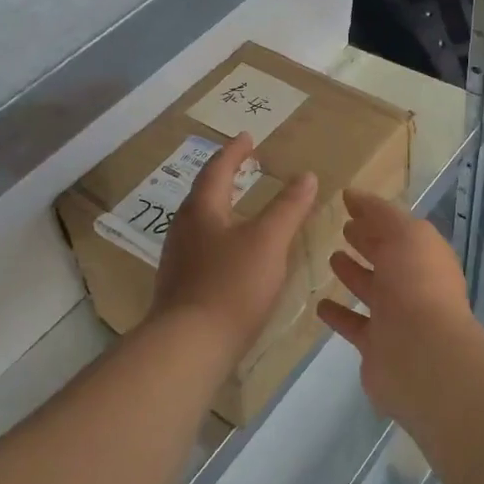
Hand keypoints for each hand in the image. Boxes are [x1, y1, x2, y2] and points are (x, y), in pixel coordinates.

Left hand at [150, 133, 316, 360]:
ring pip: (201, 223)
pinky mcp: (181, 286)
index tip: (247, 138)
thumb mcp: (268, 241)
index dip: (235, 152)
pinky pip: (202, 248)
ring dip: (222, 208)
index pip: (217, 170)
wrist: (189, 345)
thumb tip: (305, 175)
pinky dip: (221, 237)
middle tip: (244, 167)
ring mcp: (178, 259)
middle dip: (225, 177)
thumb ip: (288, 207)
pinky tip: (234, 255)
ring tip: (241, 207)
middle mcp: (183, 229)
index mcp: (202, 210)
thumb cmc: (231, 285)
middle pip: (204, 194)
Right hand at [316, 189, 479, 417]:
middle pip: (387, 258)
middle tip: (342, 229)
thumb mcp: (404, 234)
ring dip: (353, 275)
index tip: (348, 204)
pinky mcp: (376, 345)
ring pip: (371, 290)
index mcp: (425, 256)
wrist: (421, 356)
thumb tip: (353, 194)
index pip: (398, 229)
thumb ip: (379, 213)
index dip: (375, 216)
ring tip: (330, 259)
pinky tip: (319, 304)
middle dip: (368, 242)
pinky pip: (354, 324)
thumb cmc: (415, 285)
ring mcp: (397, 317)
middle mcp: (414, 284)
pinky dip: (339, 314)